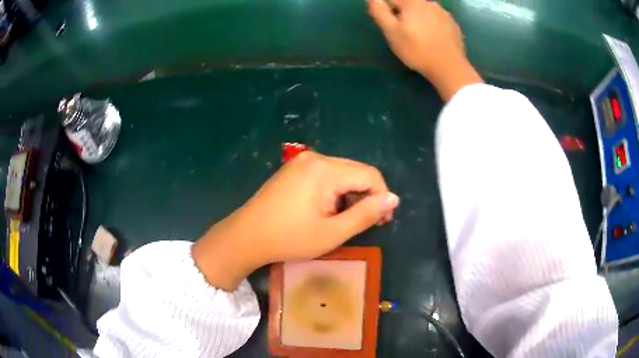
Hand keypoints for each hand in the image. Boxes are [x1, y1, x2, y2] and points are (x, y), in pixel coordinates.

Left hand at [192, 152, 398, 290]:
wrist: (246, 236)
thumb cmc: (290, 238)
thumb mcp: (333, 232)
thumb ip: (366, 214)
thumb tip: (393, 198)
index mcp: (326, 170)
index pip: (370, 175)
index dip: (382, 197)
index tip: (383, 221)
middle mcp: (315, 158)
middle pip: (356, 172)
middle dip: (367, 196)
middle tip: (367, 223)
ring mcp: (302, 161)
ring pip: (342, 173)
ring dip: (351, 195)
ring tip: (345, 220)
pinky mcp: (294, 169)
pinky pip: (325, 175)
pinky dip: (335, 191)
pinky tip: (328, 210)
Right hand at [368, 0, 482, 100]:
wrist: (449, 67)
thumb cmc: (416, 49)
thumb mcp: (391, 31)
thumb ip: (379, 11)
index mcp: (412, 2)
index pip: (392, 0)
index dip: (387, 10)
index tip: (390, 25)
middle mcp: (429, 2)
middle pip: (409, 3)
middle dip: (403, 13)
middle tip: (404, 32)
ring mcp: (444, 13)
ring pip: (424, 10)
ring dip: (418, 17)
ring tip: (419, 35)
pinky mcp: (453, 24)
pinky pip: (437, 19)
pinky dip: (432, 24)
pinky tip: (432, 38)